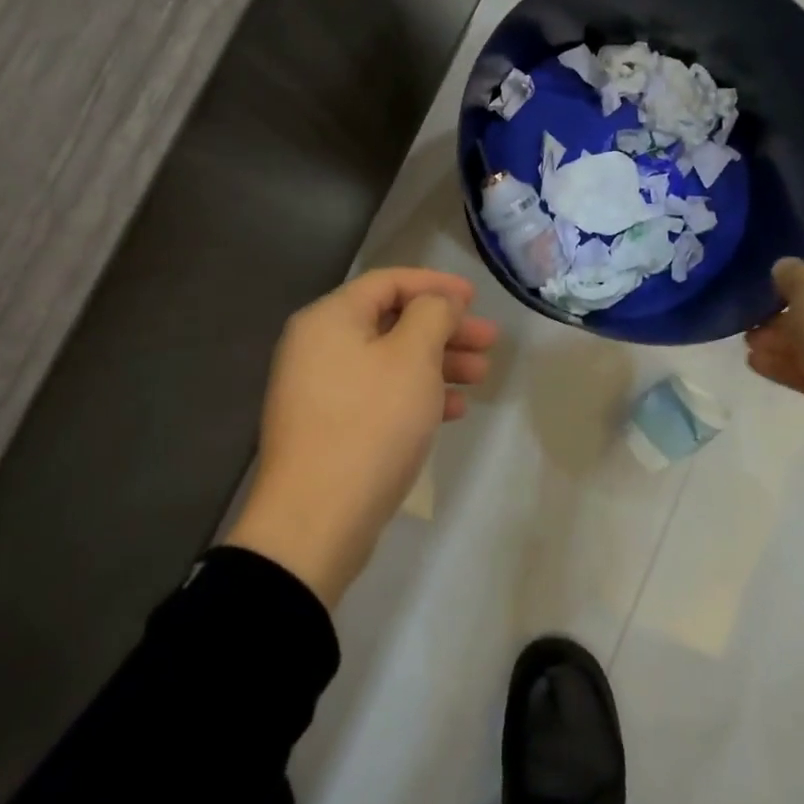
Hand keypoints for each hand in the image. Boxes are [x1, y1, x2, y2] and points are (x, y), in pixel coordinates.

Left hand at [226, 268, 499, 608]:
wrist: (314, 522)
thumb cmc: (370, 424)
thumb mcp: (412, 358)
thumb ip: (432, 315)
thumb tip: (438, 301)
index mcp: (330, 318)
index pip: (389, 282)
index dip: (436, 285)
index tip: (475, 297)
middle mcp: (319, 346)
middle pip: (392, 321)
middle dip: (445, 329)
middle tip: (489, 340)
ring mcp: (321, 389)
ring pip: (390, 360)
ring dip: (438, 363)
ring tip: (481, 376)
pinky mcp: (330, 426)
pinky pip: (379, 394)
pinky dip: (416, 394)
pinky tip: (453, 410)